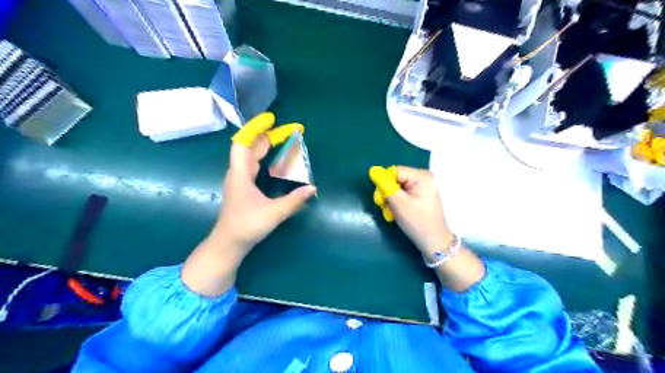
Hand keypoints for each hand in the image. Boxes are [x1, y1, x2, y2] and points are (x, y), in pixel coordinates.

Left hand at [215, 112, 314, 252]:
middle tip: (287, 132)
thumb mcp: (274, 213)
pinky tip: (273, 162)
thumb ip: (294, 200)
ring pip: (250, 156)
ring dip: (265, 147)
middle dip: (267, 136)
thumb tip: (312, 188)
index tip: (270, 120)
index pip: (243, 143)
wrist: (228, 244)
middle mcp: (238, 173)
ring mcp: (239, 180)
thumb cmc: (247, 226)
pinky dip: (263, 158)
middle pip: (250, 147)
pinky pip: (252, 165)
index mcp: (241, 174)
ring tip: (282, 141)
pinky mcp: (242, 188)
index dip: (256, 129)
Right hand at [369, 166, 452, 259]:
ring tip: (391, 213)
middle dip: (386, 192)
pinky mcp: (419, 194)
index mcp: (421, 176)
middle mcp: (423, 177)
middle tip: (385, 208)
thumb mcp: (399, 204)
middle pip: (395, 178)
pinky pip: (401, 193)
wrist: (434, 242)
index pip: (394, 171)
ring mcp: (422, 186)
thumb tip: (373, 170)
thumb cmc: (418, 223)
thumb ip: (385, 186)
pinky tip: (396, 212)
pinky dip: (396, 202)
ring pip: (396, 187)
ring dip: (390, 199)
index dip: (384, 183)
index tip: (380, 200)